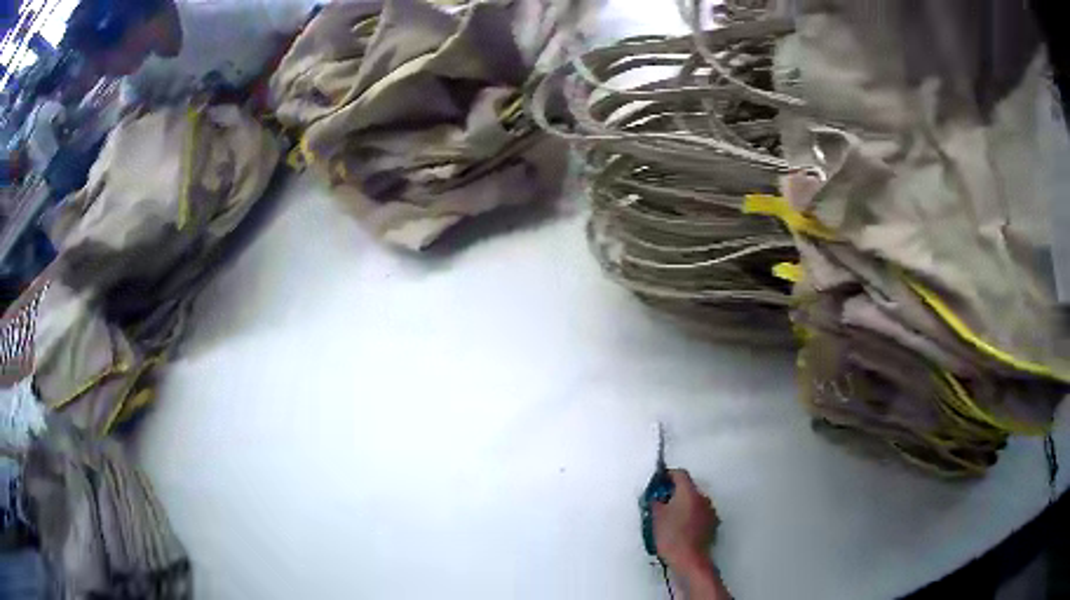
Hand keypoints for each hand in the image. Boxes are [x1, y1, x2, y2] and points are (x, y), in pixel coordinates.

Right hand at [653, 469, 718, 572]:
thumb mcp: (656, 517)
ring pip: (695, 501)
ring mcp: (710, 511)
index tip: (658, 482)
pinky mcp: (712, 524)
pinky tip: (681, 528)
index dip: (667, 475)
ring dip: (684, 505)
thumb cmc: (671, 536)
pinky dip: (691, 516)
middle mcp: (703, 498)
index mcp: (690, 492)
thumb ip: (655, 501)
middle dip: (675, 493)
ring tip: (670, 518)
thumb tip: (656, 496)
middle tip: (661, 502)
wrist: (689, 559)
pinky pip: (700, 513)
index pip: (680, 474)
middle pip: (688, 488)